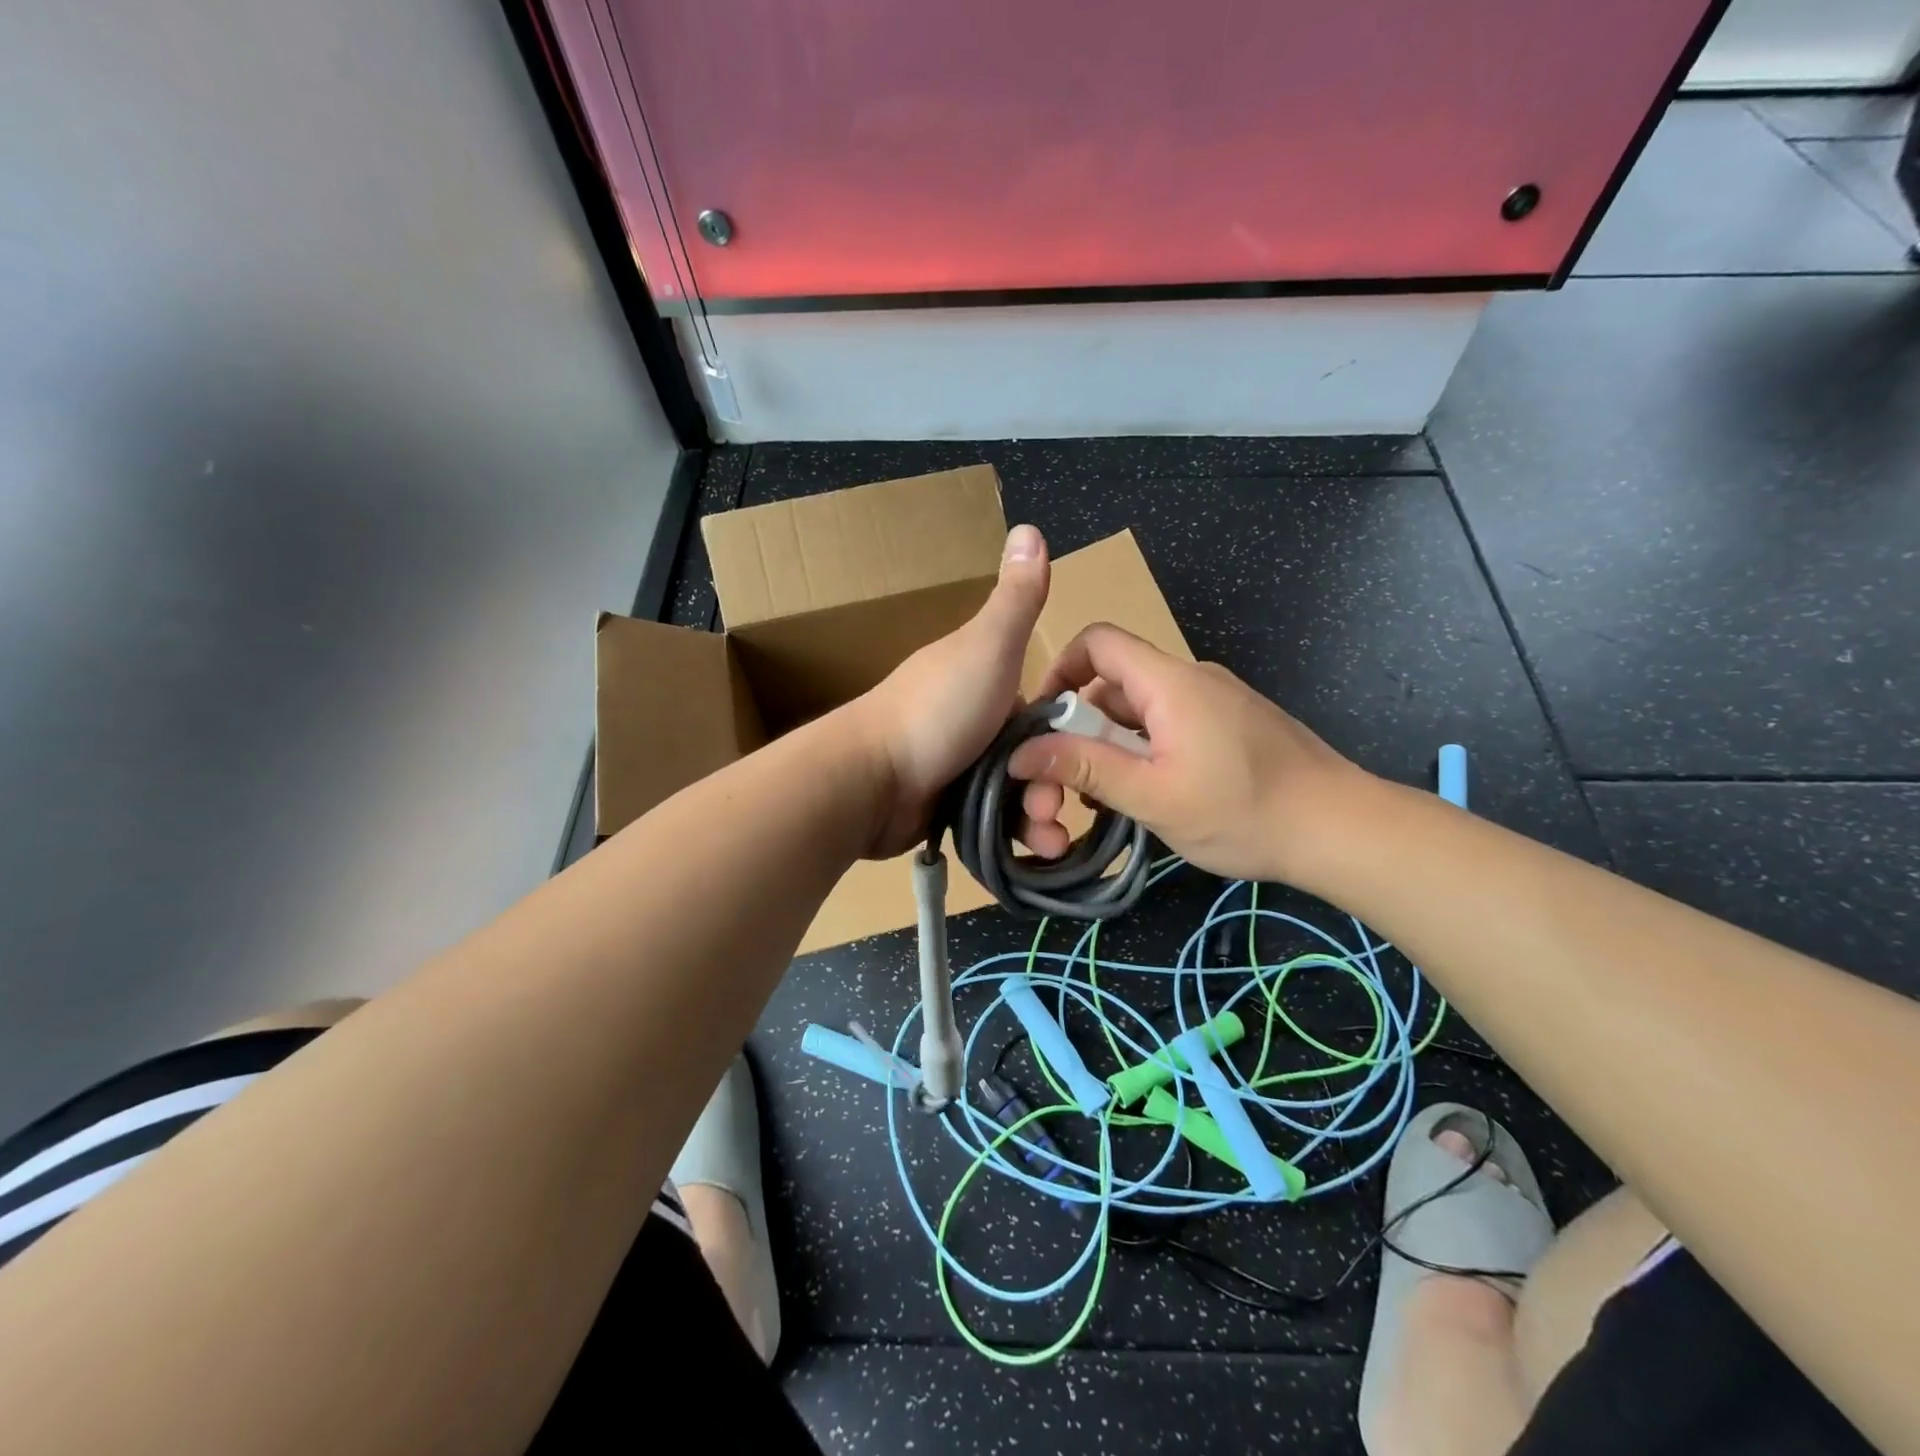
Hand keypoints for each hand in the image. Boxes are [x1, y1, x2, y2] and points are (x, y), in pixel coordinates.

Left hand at [850, 524, 1049, 856]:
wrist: (867, 781)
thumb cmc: (937, 710)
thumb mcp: (986, 647)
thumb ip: (1016, 599)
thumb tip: (1030, 527)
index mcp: (984, 678)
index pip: (1045, 707)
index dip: (1069, 732)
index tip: (1088, 756)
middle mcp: (971, 719)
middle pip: (1033, 755)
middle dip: (1054, 784)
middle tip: (1055, 811)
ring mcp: (955, 765)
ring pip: (1016, 793)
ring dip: (1039, 818)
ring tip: (1048, 842)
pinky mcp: (943, 807)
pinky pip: (991, 823)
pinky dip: (1012, 838)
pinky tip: (1031, 855)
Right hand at [1007, 623, 1372, 884]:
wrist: (1341, 829)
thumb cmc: (1242, 812)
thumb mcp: (1152, 796)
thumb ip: (1084, 769)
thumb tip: (1020, 753)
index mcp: (1169, 682)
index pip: (1098, 641)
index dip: (1060, 669)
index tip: (1043, 720)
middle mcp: (1191, 679)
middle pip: (1116, 681)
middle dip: (1083, 725)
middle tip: (1070, 779)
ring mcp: (1216, 701)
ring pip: (1142, 709)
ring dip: (1114, 744)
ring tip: (1107, 797)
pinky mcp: (1233, 724)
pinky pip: (1172, 724)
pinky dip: (1146, 750)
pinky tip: (1149, 795)